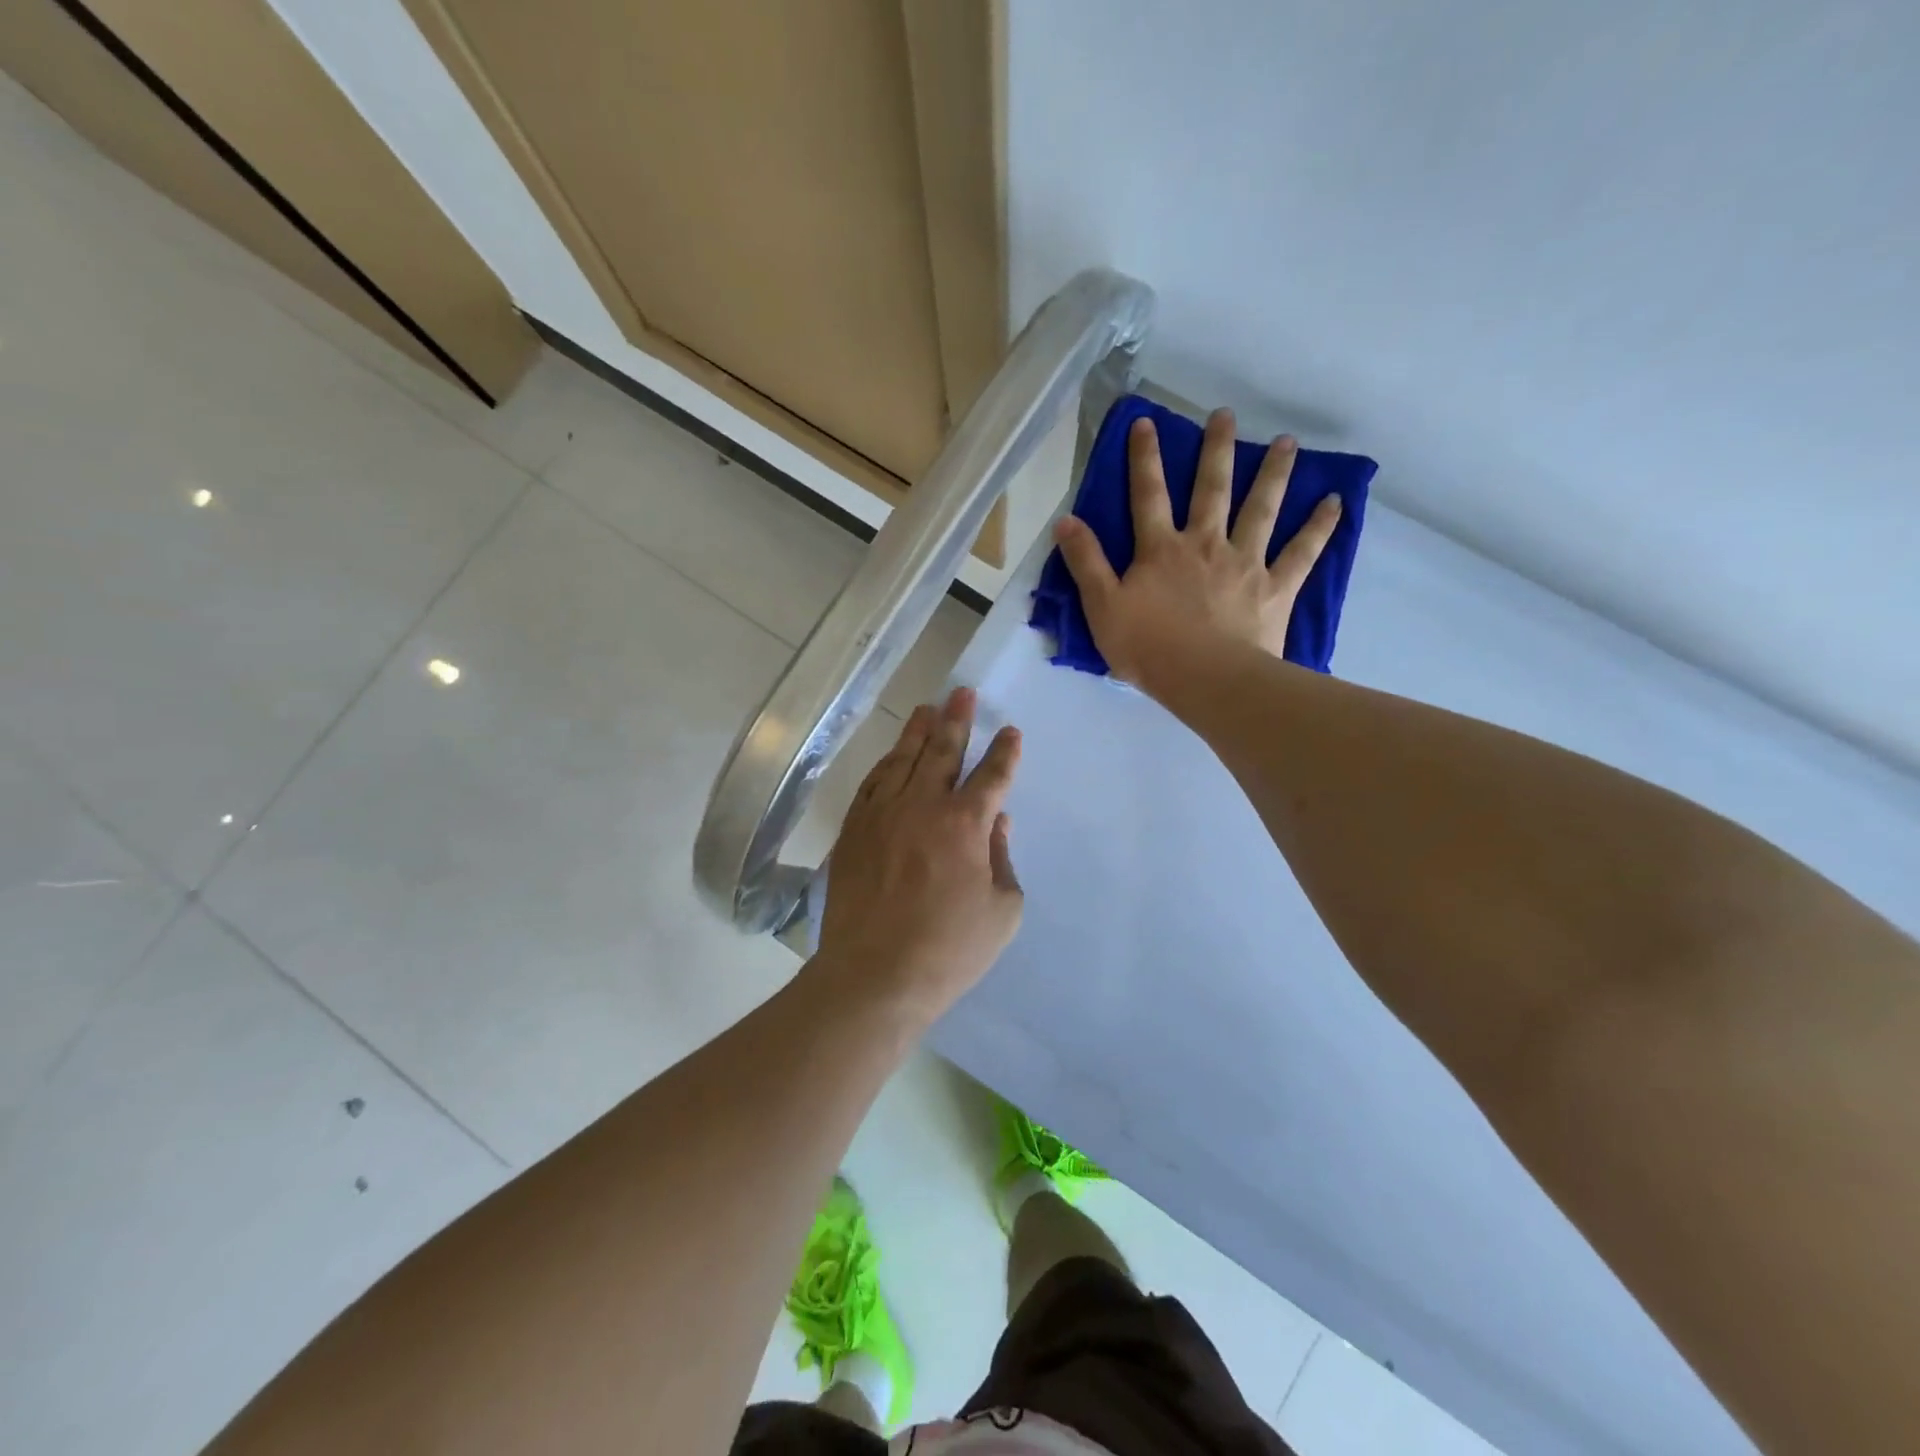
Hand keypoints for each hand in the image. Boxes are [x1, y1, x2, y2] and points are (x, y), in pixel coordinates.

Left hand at [814, 687, 1022, 1022]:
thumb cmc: (949, 950)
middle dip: (957, 720)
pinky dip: (886, 765)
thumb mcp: (1001, 910)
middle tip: (963, 694)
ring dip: (919, 732)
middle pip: (943, 751)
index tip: (1010, 732)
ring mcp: (882, 814)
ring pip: (904, 760)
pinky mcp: (854, 830)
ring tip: (929, 709)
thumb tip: (996, 822)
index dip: (1004, 753)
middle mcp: (922, 806)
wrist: (875, 975)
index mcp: (965, 824)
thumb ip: (1002, 859)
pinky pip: (872, 784)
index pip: (991, 776)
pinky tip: (892, 756)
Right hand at [1052, 409, 1342, 693]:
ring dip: (1273, 473)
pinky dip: (1319, 527)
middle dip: (1216, 450)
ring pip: (1261, 509)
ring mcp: (1245, 562)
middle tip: (1225, 415)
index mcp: (1161, 549)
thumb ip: (1085, 562)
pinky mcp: (1276, 587)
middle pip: (1211, 489)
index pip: (1148, 495)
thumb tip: (1065, 520)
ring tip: (1286, 442)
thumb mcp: (1102, 607)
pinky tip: (1335, 502)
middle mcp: (1205, 544)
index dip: (1144, 458)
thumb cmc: (1148, 647)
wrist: (1205, 679)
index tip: (1146, 422)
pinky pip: (1302, 552)